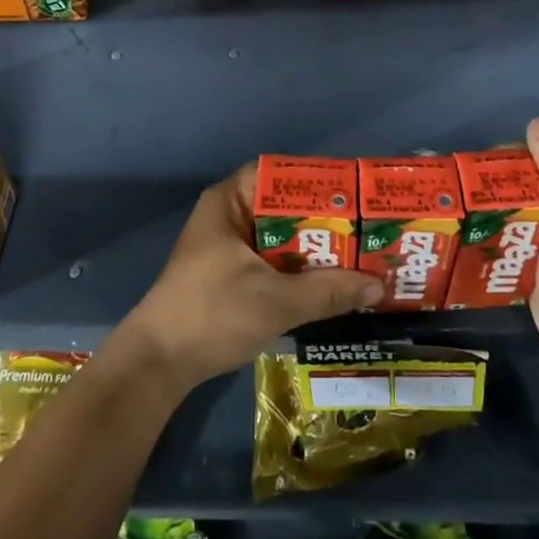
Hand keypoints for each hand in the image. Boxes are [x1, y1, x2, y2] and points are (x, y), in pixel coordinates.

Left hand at [115, 161, 382, 392]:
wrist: (158, 364)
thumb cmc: (212, 314)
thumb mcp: (276, 302)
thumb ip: (328, 291)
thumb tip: (381, 285)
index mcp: (229, 201)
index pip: (280, 174)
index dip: (319, 181)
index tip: (356, 194)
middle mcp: (229, 215)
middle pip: (285, 207)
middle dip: (325, 220)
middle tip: (369, 228)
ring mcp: (229, 246)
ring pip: (282, 237)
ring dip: (315, 249)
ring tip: (362, 253)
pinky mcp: (231, 274)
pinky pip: (274, 260)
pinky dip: (300, 269)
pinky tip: (332, 282)